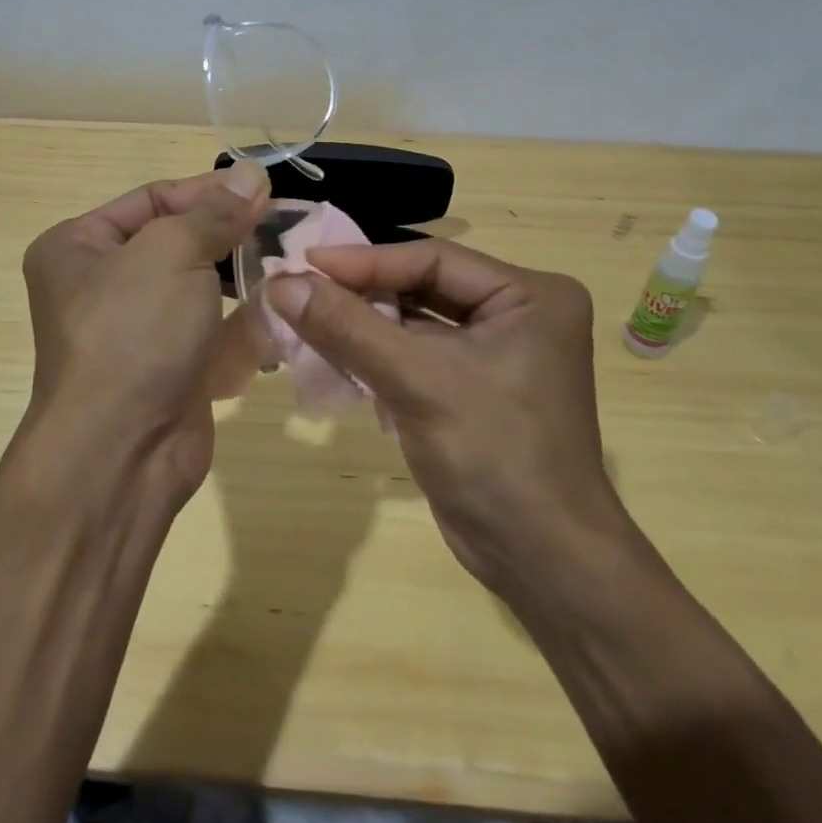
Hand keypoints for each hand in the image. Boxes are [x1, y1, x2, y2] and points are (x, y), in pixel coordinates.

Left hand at [19, 162, 269, 502]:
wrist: (121, 453)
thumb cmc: (133, 333)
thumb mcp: (171, 252)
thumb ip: (214, 212)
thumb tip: (250, 173)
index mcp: (78, 246)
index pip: (153, 199)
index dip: (208, 191)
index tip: (263, 189)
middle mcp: (100, 285)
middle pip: (177, 242)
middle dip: (230, 234)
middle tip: (285, 224)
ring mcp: (136, 331)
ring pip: (199, 288)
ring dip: (242, 276)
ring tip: (289, 263)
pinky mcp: (168, 368)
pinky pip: (209, 331)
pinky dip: (242, 321)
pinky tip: (278, 309)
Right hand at [264, 241, 626, 594]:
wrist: (541, 562)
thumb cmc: (494, 455)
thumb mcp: (417, 381)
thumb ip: (348, 328)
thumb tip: (281, 283)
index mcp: (530, 295)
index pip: (433, 260)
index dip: (364, 260)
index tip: (302, 262)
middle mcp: (518, 314)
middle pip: (423, 287)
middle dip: (361, 293)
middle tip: (298, 288)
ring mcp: (496, 353)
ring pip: (414, 322)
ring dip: (362, 326)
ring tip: (303, 318)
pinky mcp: (473, 388)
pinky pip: (415, 356)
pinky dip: (375, 356)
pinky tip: (332, 357)